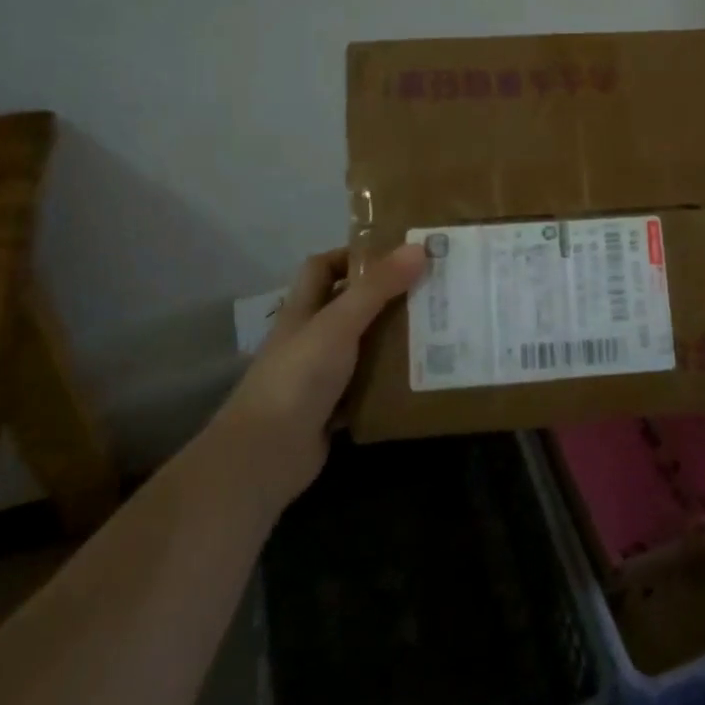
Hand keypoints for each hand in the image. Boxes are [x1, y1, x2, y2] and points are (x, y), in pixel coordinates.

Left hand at [219, 243, 427, 504]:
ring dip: (394, 341)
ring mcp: (320, 377)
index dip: (354, 255)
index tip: (398, 254)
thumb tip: (419, 248)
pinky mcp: (333, 411)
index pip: (324, 267)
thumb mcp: (339, 324)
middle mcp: (311, 338)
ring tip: (439, 330)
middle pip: (351, 306)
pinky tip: (423, 377)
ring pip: (363, 348)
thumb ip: (377, 287)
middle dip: (388, 297)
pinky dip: (390, 384)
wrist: (265, 456)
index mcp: (304, 310)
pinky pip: (368, 389)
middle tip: (432, 290)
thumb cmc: (298, 377)